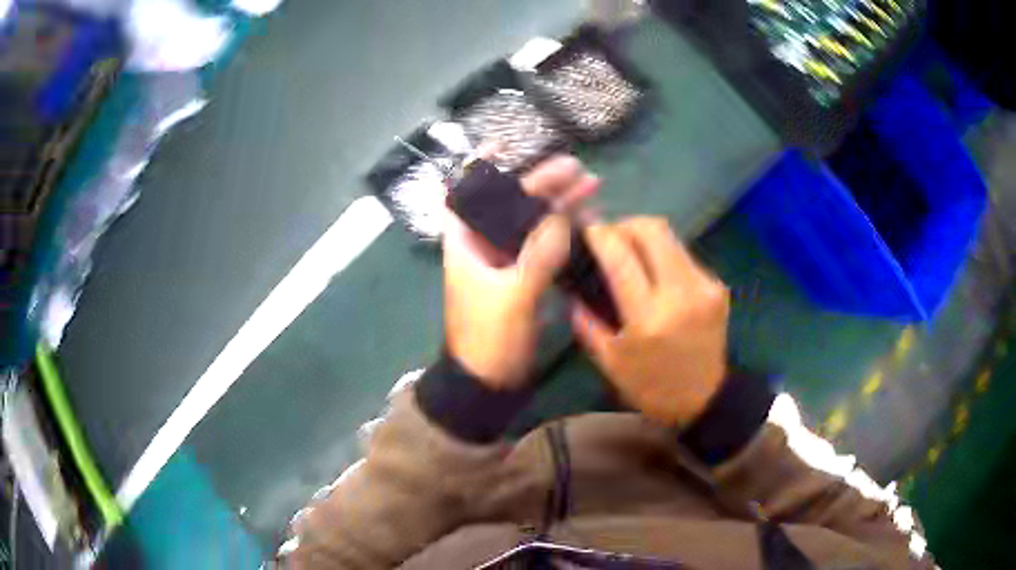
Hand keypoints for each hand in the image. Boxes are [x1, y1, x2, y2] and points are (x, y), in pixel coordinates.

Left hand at [444, 156, 598, 389]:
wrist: (488, 383)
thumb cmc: (488, 340)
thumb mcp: (511, 297)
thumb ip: (537, 256)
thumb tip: (562, 219)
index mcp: (466, 243)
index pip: (467, 194)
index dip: (482, 167)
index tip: (505, 144)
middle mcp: (484, 246)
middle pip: (512, 203)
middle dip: (542, 183)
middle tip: (578, 169)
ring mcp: (506, 262)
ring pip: (533, 223)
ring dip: (559, 205)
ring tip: (592, 186)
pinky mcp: (524, 279)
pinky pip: (545, 246)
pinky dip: (563, 233)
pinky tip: (587, 221)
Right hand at [572, 218, 729, 425]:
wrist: (704, 398)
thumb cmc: (651, 387)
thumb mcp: (610, 362)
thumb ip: (588, 322)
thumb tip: (575, 288)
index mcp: (649, 319)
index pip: (621, 257)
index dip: (601, 235)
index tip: (587, 230)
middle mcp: (680, 295)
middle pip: (653, 230)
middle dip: (626, 224)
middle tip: (611, 236)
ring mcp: (704, 287)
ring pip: (671, 237)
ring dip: (646, 237)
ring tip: (631, 252)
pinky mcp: (717, 287)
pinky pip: (684, 256)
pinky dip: (664, 256)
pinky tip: (656, 274)